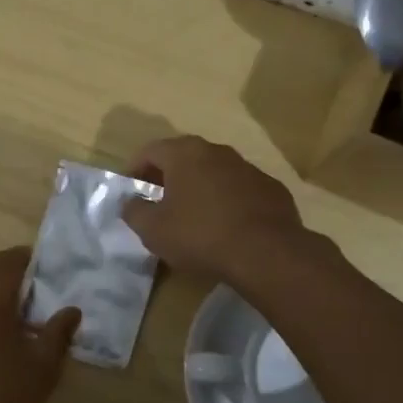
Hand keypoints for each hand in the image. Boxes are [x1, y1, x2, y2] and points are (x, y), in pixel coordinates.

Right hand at [120, 135, 309, 282]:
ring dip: (199, 186)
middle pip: (184, 156)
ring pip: (214, 171)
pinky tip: (225, 225)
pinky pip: (239, 189)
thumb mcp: (153, 230)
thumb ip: (134, 211)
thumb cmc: (200, 235)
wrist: (266, 252)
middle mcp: (217, 151)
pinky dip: (227, 200)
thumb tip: (130, 202)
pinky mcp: (271, 188)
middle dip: (168, 175)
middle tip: (158, 199)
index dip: (135, 168)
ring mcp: (248, 168)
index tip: (130, 189)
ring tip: (192, 214)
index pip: (150, 150)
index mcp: (185, 154)